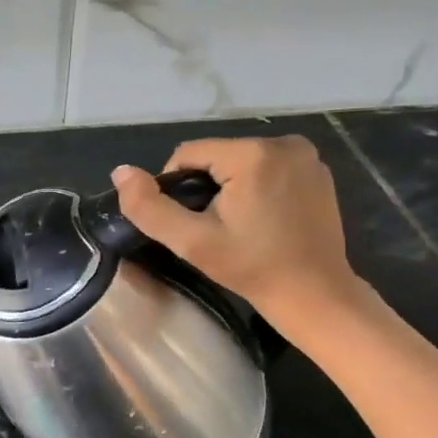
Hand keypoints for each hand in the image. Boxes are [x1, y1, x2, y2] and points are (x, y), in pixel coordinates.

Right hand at [111, 136, 362, 324]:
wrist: (315, 295)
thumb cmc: (252, 268)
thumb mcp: (192, 242)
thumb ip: (149, 207)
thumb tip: (120, 171)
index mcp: (252, 153)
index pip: (188, 153)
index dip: (177, 187)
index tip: (190, 222)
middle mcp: (283, 142)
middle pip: (216, 156)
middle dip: (205, 186)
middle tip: (213, 227)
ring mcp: (306, 155)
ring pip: (240, 160)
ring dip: (229, 186)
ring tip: (237, 224)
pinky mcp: (317, 170)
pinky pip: (267, 167)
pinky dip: (255, 186)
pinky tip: (262, 218)